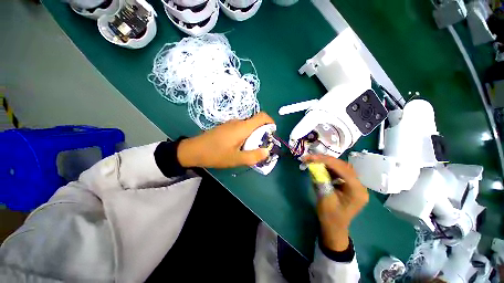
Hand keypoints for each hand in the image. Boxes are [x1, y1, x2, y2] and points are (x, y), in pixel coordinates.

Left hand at [177, 112, 274, 167]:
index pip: (262, 116)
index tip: (272, 134)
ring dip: (254, 135)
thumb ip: (253, 156)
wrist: (193, 150)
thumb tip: (267, 151)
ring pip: (248, 126)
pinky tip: (240, 146)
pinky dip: (246, 135)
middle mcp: (238, 122)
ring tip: (251, 148)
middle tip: (261, 146)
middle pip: (256, 122)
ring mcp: (231, 124)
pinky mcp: (226, 127)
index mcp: (242, 127)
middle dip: (263, 132)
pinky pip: (241, 128)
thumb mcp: (236, 159)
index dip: (270, 122)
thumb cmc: (215, 154)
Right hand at [303, 155, 368, 251]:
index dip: (327, 161)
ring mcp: (355, 184)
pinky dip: (328, 167)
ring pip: (341, 167)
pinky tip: (320, 167)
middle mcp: (359, 186)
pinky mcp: (348, 184)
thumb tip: (314, 165)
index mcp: (357, 191)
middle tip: (311, 157)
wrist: (334, 227)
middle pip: (343, 166)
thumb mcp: (324, 199)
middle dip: (326, 160)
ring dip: (326, 162)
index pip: (344, 170)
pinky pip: (339, 171)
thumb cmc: (330, 216)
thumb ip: (321, 181)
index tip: (312, 158)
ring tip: (313, 160)